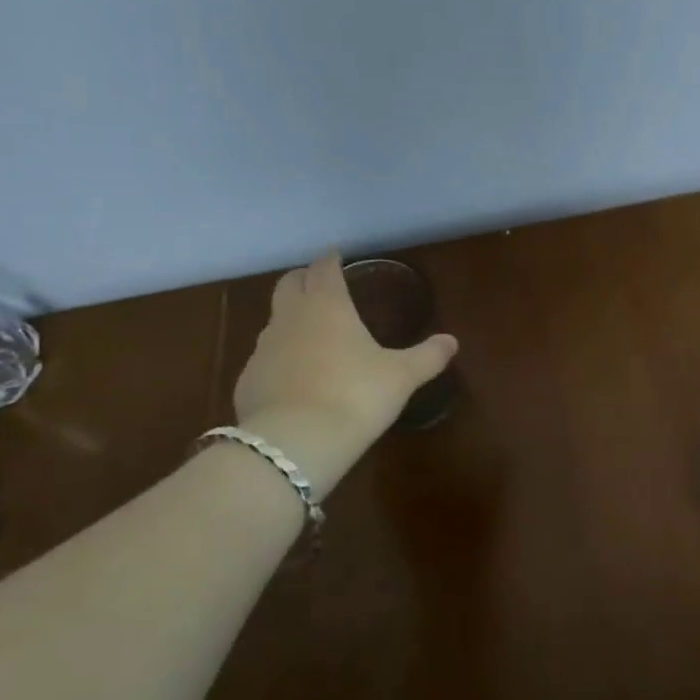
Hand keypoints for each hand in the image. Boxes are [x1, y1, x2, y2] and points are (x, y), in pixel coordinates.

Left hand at [232, 253, 457, 457]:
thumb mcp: (401, 377)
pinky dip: (279, 359)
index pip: (323, 268)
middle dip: (303, 279)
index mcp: (327, 305)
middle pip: (288, 284)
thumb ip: (427, 356)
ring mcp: (263, 349)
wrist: (293, 443)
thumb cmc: (355, 396)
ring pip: (274, 321)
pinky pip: (265, 359)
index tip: (336, 256)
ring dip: (290, 320)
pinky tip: (295, 380)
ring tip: (311, 335)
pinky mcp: (247, 381)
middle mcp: (290, 318)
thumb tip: (452, 341)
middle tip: (319, 284)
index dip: (330, 260)